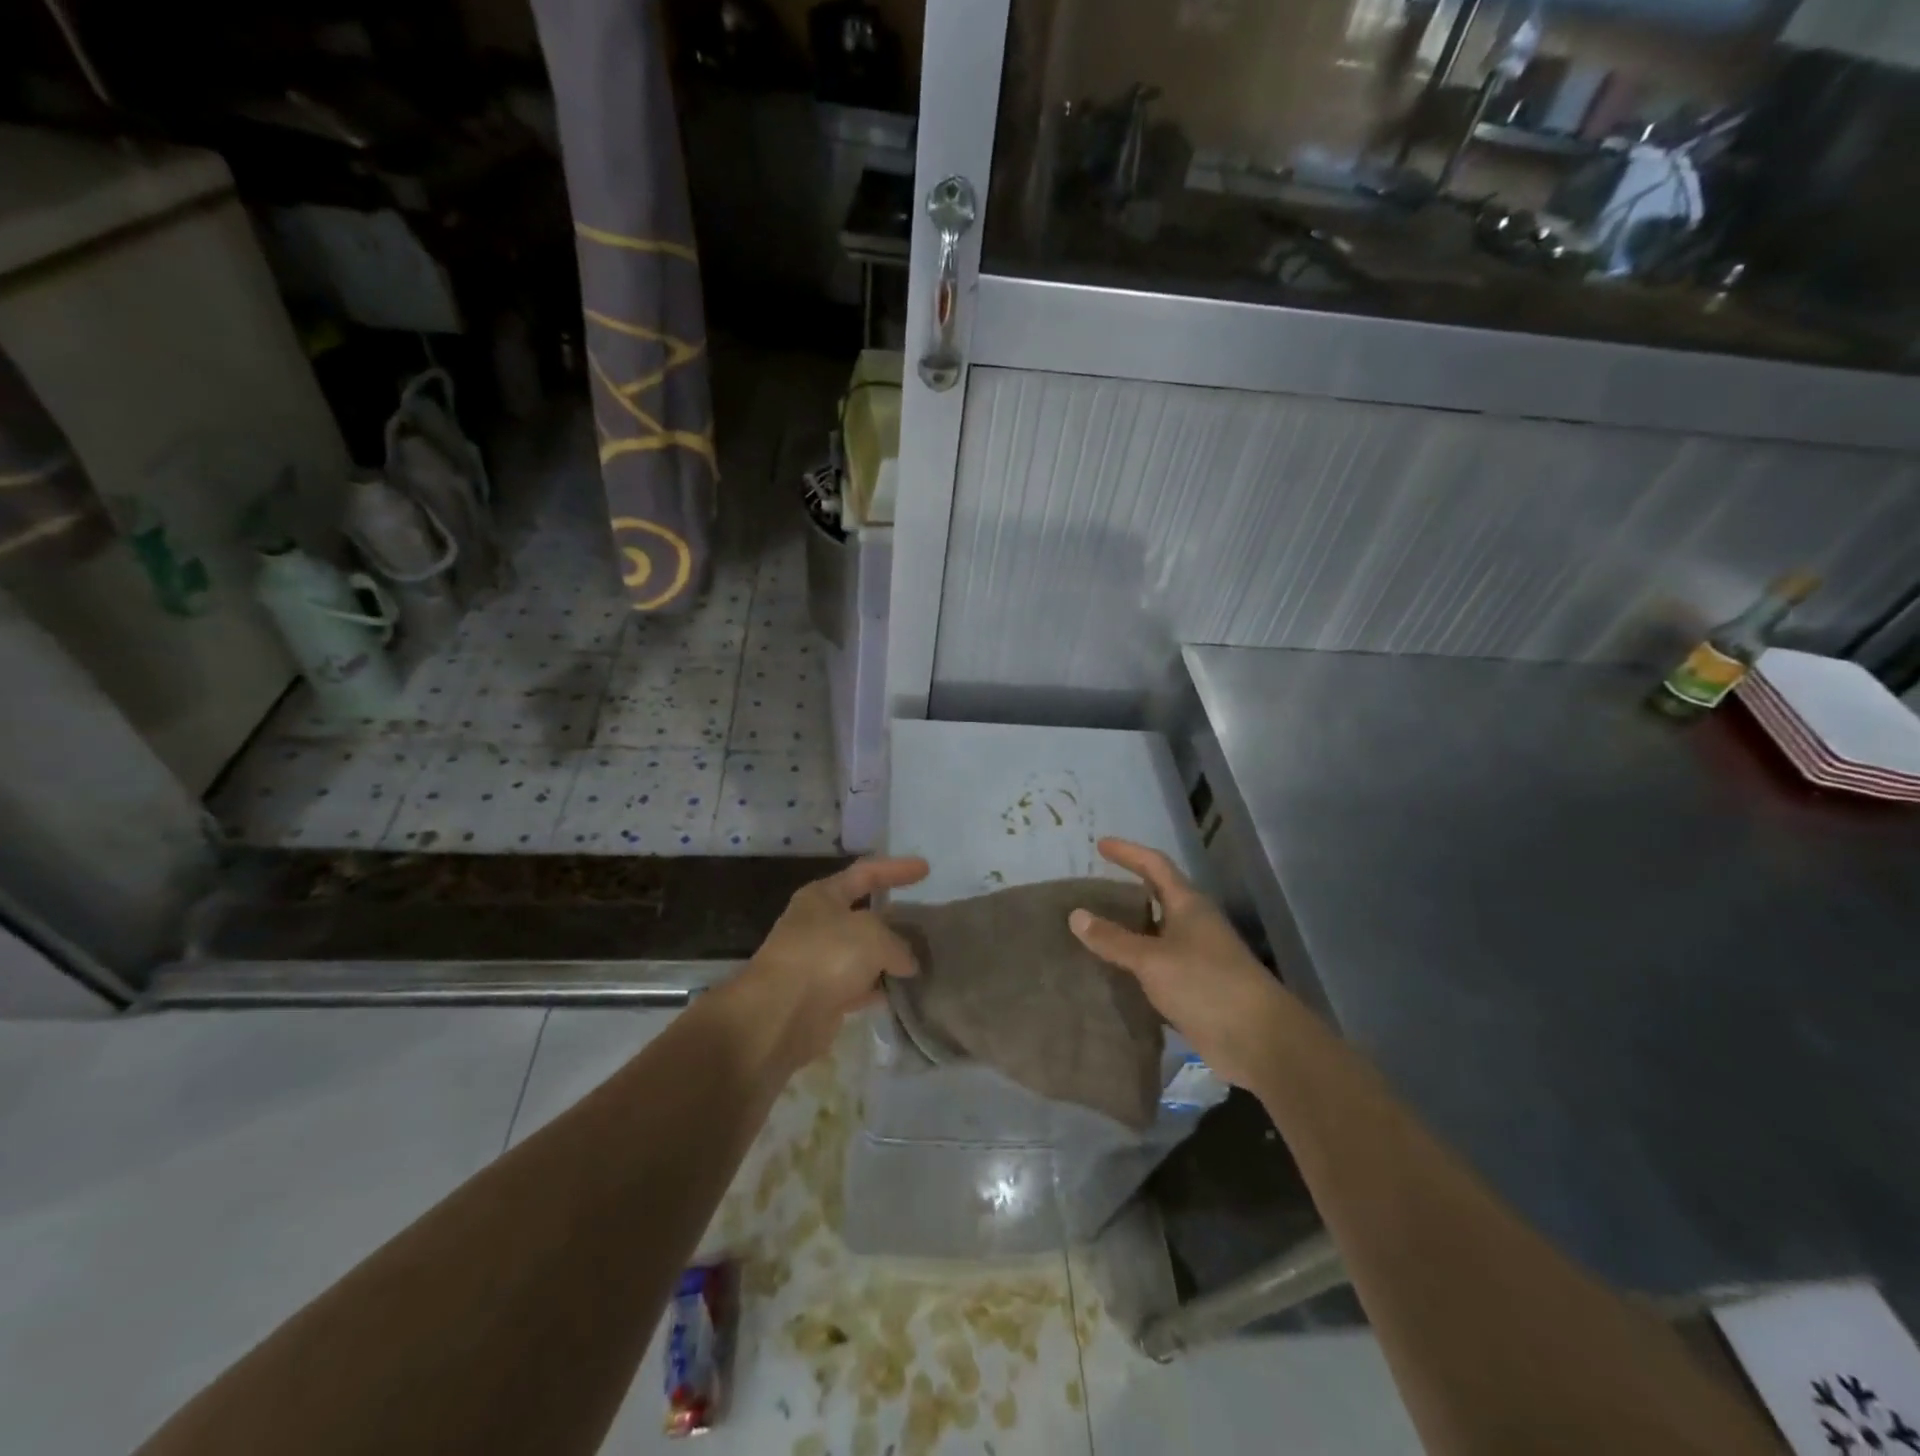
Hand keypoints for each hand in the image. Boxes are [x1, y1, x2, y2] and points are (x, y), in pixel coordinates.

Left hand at [733, 856, 928, 1070]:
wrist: (780, 1014)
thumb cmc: (825, 956)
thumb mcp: (873, 935)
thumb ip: (898, 943)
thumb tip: (906, 963)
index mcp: (823, 896)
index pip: (865, 873)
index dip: (896, 869)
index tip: (926, 869)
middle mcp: (818, 925)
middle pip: (863, 915)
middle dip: (894, 918)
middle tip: (926, 921)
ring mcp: (818, 961)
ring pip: (863, 953)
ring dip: (888, 957)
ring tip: (923, 958)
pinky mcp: (822, 996)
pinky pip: (859, 985)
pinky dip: (879, 987)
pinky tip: (903, 991)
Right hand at [1069, 838, 1294, 1091]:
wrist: (1258, 1040)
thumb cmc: (1206, 985)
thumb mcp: (1152, 959)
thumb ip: (1113, 939)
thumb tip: (1076, 915)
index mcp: (1188, 905)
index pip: (1155, 865)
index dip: (1128, 853)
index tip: (1101, 845)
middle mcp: (1193, 925)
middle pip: (1156, 898)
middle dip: (1125, 892)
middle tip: (1089, 892)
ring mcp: (1196, 958)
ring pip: (1154, 935)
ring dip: (1126, 932)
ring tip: (1090, 931)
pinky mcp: (1195, 989)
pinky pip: (1156, 968)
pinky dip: (1133, 965)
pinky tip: (1110, 972)